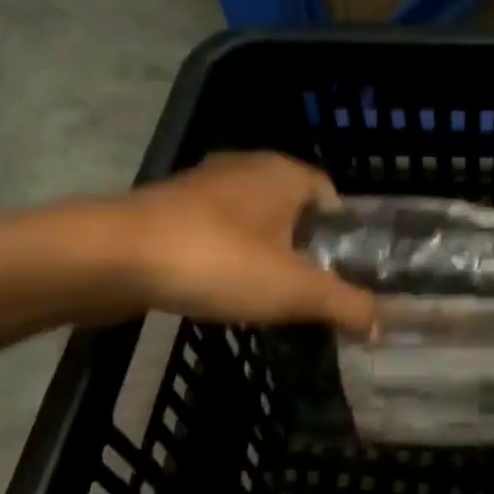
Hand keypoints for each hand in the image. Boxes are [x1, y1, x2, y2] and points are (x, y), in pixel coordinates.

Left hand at [118, 153, 376, 336]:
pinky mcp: (168, 211)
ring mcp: (202, 187)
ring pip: (251, 222)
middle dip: (305, 248)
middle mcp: (245, 168)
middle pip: (291, 209)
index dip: (343, 234)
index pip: (331, 195)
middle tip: (313, 292)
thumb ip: (345, 305)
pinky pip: (215, 234)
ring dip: (264, 254)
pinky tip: (223, 290)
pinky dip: (227, 259)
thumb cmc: (218, 261)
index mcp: (283, 173)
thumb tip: (379, 325)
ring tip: (271, 298)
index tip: (346, 272)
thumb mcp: (296, 290)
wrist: (114, 258)